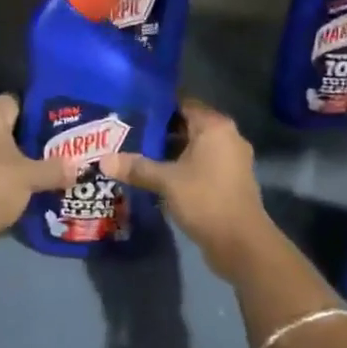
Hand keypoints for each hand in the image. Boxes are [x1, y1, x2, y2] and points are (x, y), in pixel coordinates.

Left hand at [0, 94, 78, 243]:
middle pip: (1, 122)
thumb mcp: (31, 177)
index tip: (51, 130)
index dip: (34, 114)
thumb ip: (55, 169)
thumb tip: (77, 168)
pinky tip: (11, 183)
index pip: (14, 101)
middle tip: (47, 149)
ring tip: (33, 167)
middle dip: (22, 135)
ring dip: (6, 154)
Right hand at [101, 99, 271, 276]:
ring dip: (171, 152)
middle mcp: (227, 137)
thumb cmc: (205, 200)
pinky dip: (183, 167)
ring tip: (138, 155)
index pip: (183, 103)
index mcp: (215, 127)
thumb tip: (104, 160)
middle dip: (160, 131)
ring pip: (195, 147)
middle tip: (128, 134)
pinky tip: (159, 176)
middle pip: (188, 125)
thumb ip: (137, 167)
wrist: (241, 244)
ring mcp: (232, 160)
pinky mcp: (230, 181)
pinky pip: (202, 164)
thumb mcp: (166, 182)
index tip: (132, 111)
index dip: (158, 107)